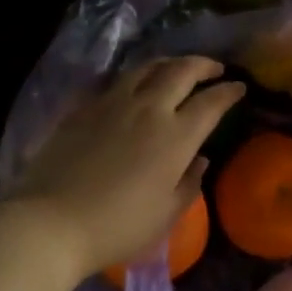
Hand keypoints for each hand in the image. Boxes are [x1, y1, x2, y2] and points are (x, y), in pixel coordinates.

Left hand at [8, 57, 244, 276]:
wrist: (52, 221)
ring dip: (169, 63)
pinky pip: (116, 82)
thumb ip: (189, 183)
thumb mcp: (166, 215)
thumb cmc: (117, 227)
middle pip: (181, 71)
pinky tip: (135, 86)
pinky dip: (136, 78)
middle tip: (214, 68)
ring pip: (147, 67)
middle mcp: (148, 109)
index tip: (240, 87)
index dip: (229, 92)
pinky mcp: (83, 107)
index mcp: (175, 137)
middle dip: (203, 65)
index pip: (211, 102)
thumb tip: (200, 159)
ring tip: (177, 68)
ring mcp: (112, 103)